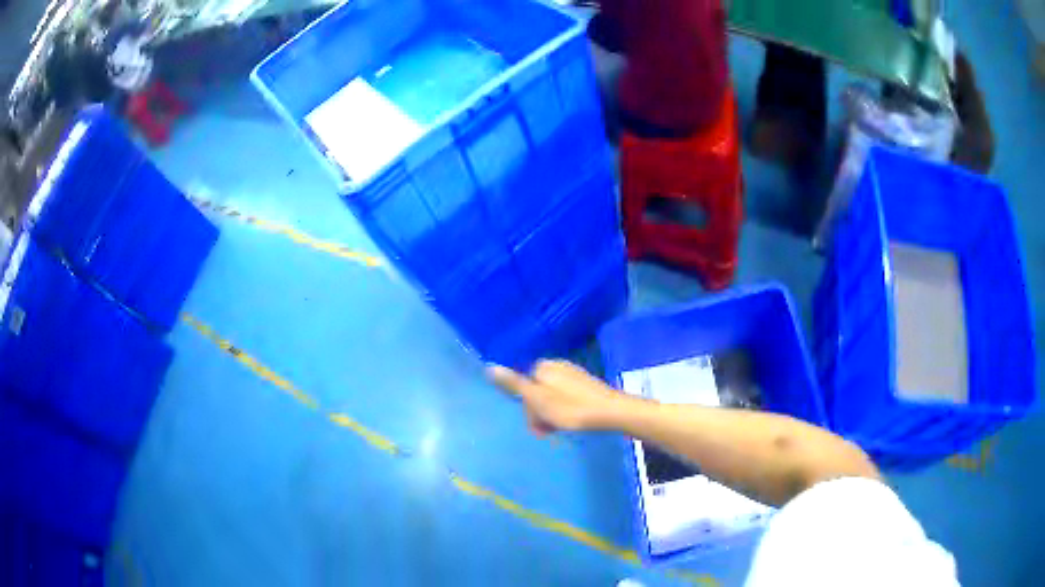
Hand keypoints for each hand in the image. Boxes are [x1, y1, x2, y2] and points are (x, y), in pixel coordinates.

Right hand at [487, 360, 624, 435]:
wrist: (610, 412)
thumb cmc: (571, 409)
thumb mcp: (537, 399)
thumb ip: (514, 384)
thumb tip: (489, 366)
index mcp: (543, 367)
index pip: (523, 386)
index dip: (527, 408)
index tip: (536, 424)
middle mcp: (557, 365)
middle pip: (537, 391)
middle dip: (539, 412)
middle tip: (549, 430)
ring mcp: (573, 374)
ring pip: (552, 396)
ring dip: (552, 413)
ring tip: (561, 428)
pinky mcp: (586, 385)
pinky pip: (566, 397)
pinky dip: (566, 410)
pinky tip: (573, 421)